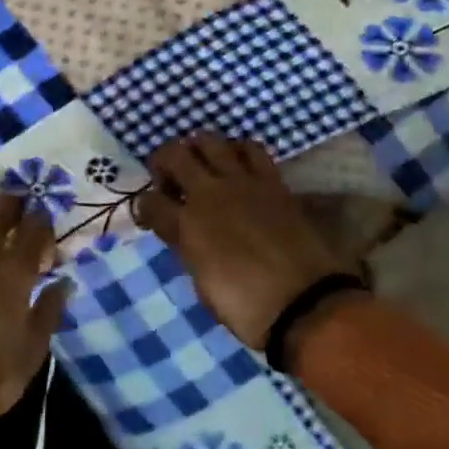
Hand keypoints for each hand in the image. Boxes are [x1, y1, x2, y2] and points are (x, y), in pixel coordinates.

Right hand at [134, 133, 360, 350]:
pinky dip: (238, 150)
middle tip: (168, 177)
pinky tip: (237, 164)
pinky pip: (251, 149)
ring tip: (201, 163)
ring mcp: (242, 182)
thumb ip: (189, 250)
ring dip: (198, 148)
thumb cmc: (247, 308)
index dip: (144, 206)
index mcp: (186, 226)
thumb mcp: (203, 284)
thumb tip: (187, 236)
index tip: (149, 213)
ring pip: (210, 141)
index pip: (150, 201)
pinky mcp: (271, 181)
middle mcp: (209, 194)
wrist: (305, 304)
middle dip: (163, 161)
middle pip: (174, 155)